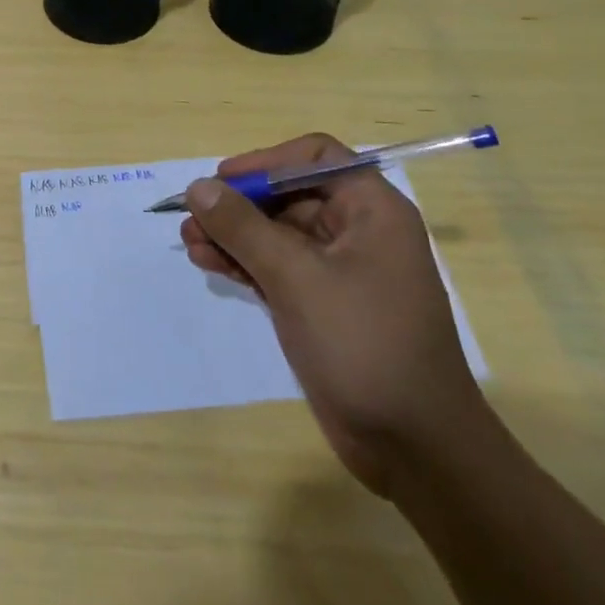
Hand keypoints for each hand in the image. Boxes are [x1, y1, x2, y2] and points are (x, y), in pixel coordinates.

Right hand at [179, 133, 491, 497]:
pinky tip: (207, 262)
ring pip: (276, 232)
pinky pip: (276, 266)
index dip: (265, 162)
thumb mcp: (296, 278)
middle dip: (238, 204)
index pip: (314, 157)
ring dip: (233, 234)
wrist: (415, 448)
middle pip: (287, 195)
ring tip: (189, 242)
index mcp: (371, 210)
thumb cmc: (364, 345)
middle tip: (192, 217)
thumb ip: (243, 227)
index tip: (223, 181)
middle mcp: (358, 231)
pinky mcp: (322, 303)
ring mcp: (339, 270)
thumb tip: (199, 187)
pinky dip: (243, 261)